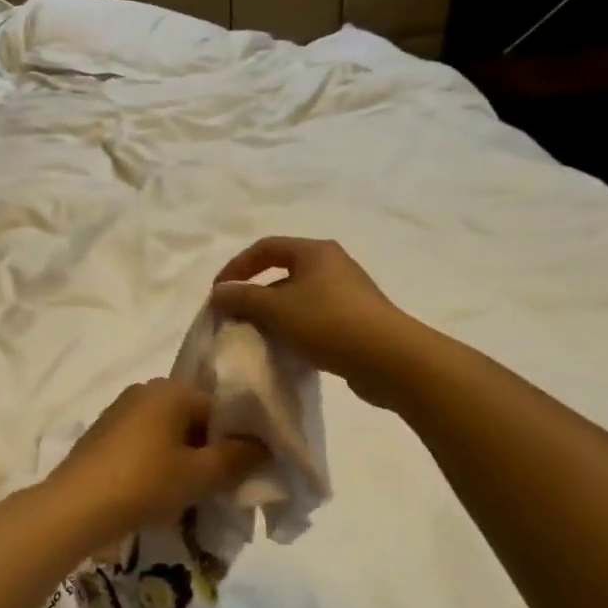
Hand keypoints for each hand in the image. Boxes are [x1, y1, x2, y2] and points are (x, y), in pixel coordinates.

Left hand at [42, 379, 265, 551]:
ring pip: (168, 433)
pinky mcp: (103, 434)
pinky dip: (158, 463)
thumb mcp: (200, 474)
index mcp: (170, 389)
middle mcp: (144, 390)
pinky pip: (144, 443)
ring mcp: (119, 411)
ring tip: (192, 495)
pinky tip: (160, 493)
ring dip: (184, 459)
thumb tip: (265, 445)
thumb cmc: (145, 482)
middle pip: (193, 418)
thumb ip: (238, 457)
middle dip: (210, 451)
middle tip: (222, 487)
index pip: (221, 407)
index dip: (239, 439)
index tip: (247, 471)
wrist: (76, 506)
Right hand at [210, 237, 410, 402]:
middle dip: (255, 293)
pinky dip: (295, 328)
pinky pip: (315, 317)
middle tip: (236, 316)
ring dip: (274, 313)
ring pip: (299, 297)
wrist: (389, 359)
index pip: (265, 247)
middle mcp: (333, 264)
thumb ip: (242, 298)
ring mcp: (348, 292)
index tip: (218, 293)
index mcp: (314, 251)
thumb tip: (219, 292)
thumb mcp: (275, 309)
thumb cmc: (328, 323)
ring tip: (258, 336)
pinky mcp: (357, 319)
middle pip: (283, 271)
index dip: (237, 267)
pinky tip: (288, 349)